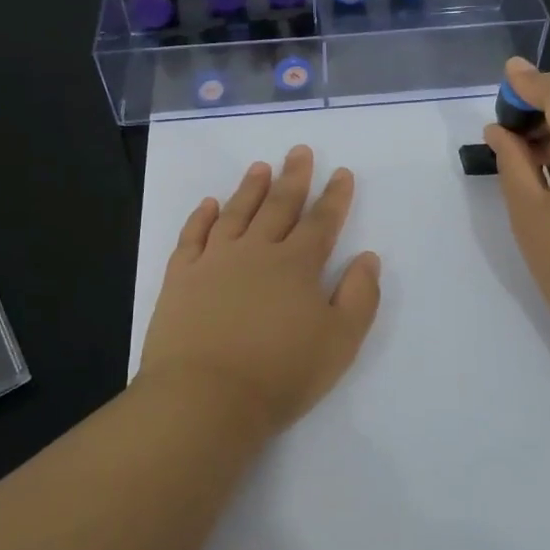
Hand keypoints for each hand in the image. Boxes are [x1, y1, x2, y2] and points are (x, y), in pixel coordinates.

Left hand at [139, 145, 382, 436]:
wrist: (205, 398)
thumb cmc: (280, 374)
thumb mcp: (340, 342)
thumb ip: (359, 296)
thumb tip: (368, 257)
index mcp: (297, 265)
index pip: (321, 222)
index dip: (335, 197)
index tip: (342, 173)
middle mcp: (257, 251)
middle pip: (279, 206)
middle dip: (294, 178)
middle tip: (300, 151)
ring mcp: (215, 260)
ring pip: (237, 213)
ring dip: (251, 188)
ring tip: (260, 167)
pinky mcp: (181, 276)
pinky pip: (193, 236)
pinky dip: (202, 217)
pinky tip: (209, 204)